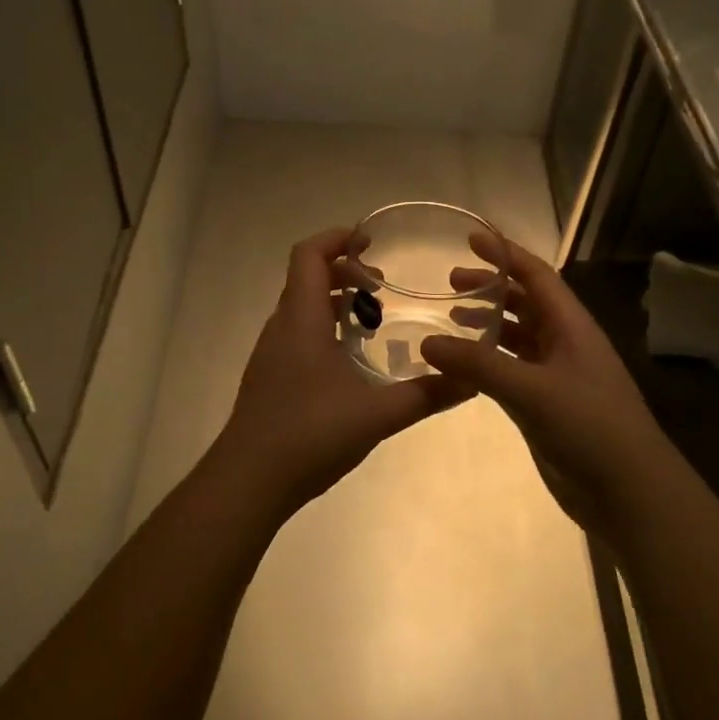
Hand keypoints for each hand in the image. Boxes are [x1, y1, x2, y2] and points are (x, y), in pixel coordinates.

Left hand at [213, 226, 470, 517]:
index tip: (370, 241)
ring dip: (335, 301)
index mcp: (302, 319)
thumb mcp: (377, 415)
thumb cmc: (309, 435)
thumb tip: (470, 379)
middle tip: (383, 286)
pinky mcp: (270, 376)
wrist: (248, 482)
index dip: (337, 238)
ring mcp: (271, 352)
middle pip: (307, 278)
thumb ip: (426, 395)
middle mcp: (282, 327)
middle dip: (345, 272)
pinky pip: (298, 332)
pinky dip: (324, 327)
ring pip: (302, 307)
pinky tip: (350, 361)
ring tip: (373, 321)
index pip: (309, 255)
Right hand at [424, 235, 672, 536]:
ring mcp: (557, 374)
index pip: (536, 275)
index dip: (505, 254)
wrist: (629, 491)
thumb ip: (479, 365)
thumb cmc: (588, 426)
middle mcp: (565, 342)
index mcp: (571, 326)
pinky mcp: (548, 404)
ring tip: (452, 318)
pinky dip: (489, 360)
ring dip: (489, 323)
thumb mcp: (531, 390)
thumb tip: (427, 342)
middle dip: (492, 288)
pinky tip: (465, 365)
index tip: (471, 238)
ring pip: (519, 336)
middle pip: (526, 302)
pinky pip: (513, 369)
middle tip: (450, 283)